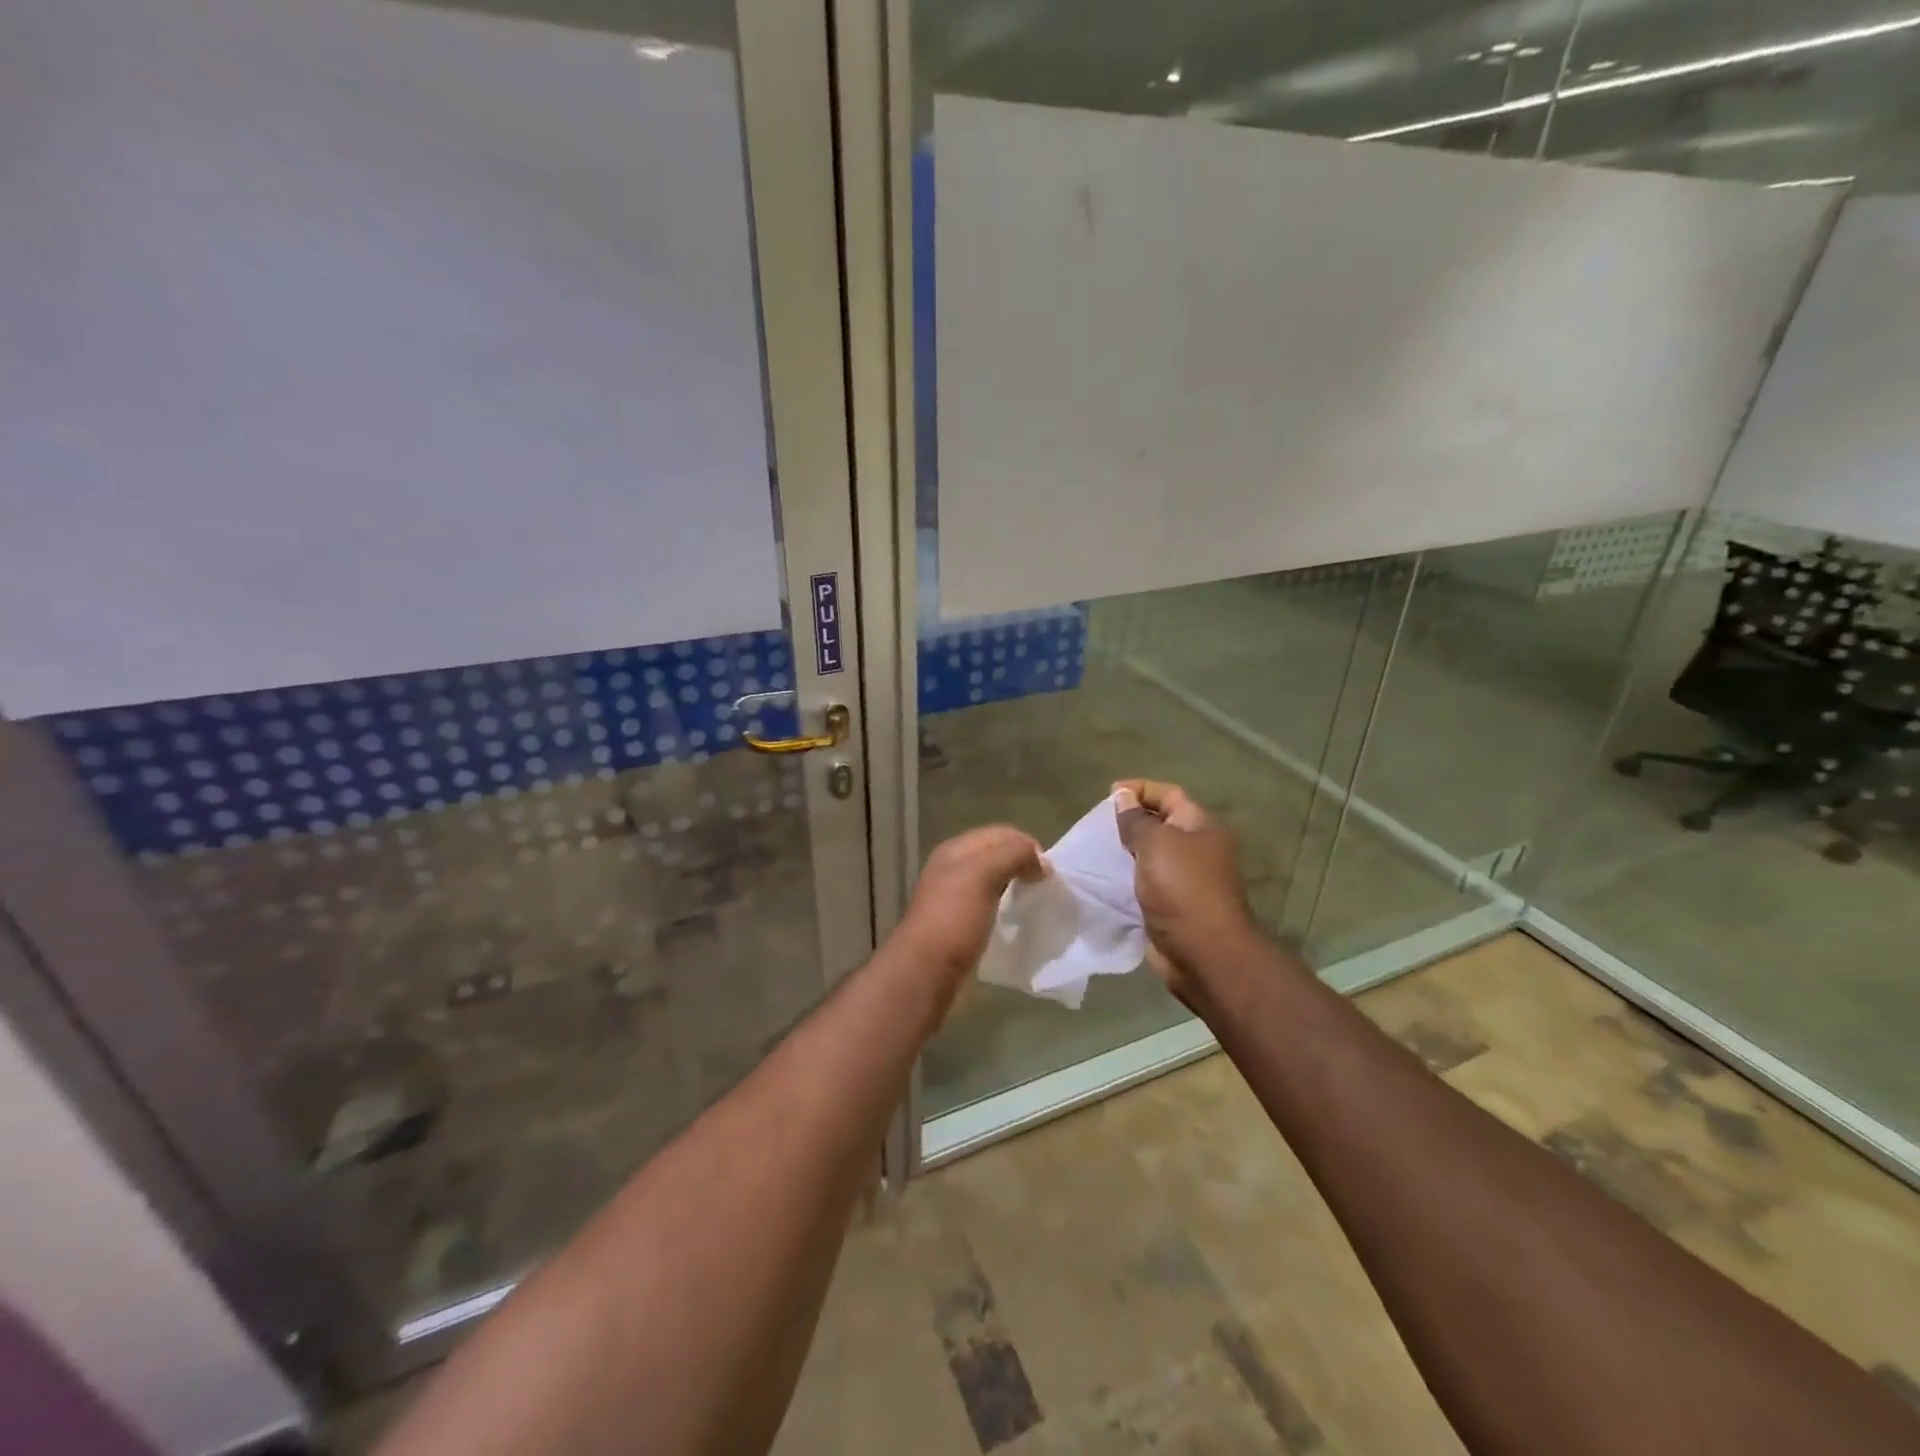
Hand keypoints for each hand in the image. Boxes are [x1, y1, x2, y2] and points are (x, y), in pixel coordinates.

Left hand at [893, 825, 1044, 984]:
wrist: (926, 970)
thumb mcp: (983, 874)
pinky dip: (1008, 908)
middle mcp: (954, 868)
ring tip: (1035, 902)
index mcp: (956, 850)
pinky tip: (1017, 920)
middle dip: (1023, 865)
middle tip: (1044, 886)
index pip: (1000, 833)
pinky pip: (991, 905)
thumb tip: (1041, 862)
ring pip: (995, 881)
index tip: (1047, 871)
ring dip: (1017, 887)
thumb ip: (1013, 855)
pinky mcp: (961, 924)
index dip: (1026, 845)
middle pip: (998, 856)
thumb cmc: (954, 917)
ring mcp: (956, 897)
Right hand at [1113, 780, 1257, 998]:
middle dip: (1130, 821)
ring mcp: (1185, 880)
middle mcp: (1197, 849)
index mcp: (1202, 827)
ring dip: (1125, 852)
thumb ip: (1136, 820)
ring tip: (1095, 849)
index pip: (1169, 795)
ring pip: (1151, 856)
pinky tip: (1102, 879)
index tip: (1109, 795)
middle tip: (1097, 824)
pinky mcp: (1171, 906)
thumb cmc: (1183, 888)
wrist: (1204, 953)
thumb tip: (1123, 797)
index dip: (1140, 789)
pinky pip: (1145, 883)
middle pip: (1161, 824)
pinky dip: (1125, 879)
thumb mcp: (1156, 844)